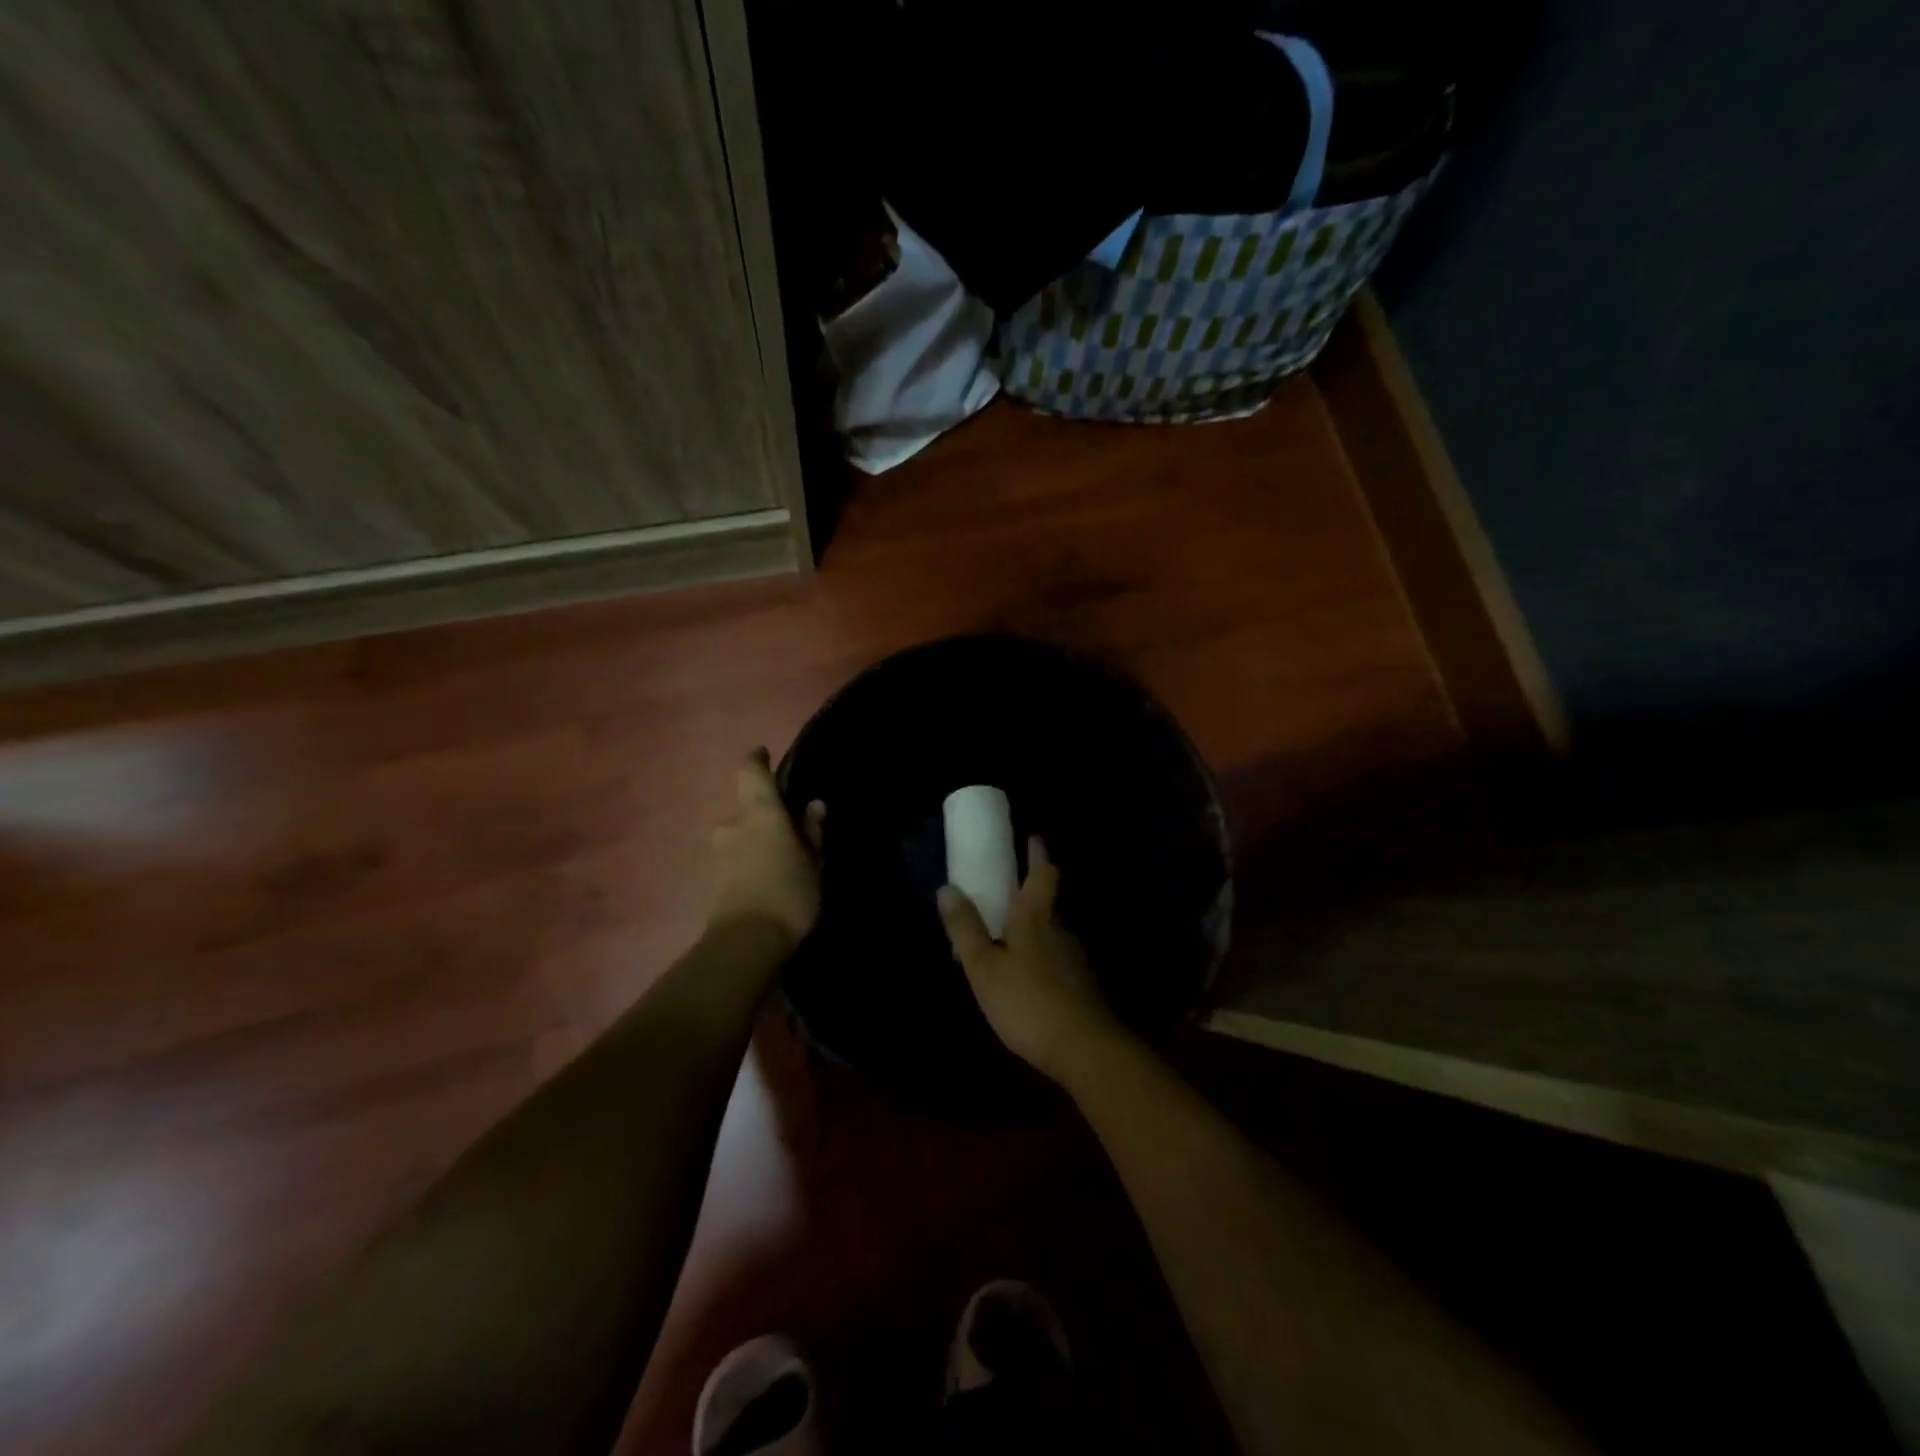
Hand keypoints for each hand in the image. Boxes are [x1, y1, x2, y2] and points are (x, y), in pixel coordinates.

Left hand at [708, 749, 824, 948]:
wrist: (745, 944)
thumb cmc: (788, 893)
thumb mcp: (813, 862)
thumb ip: (811, 832)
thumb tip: (813, 807)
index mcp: (759, 812)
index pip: (751, 771)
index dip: (757, 760)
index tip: (765, 755)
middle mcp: (732, 824)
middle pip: (749, 810)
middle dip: (767, 819)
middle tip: (793, 835)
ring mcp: (718, 852)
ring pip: (742, 837)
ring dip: (758, 843)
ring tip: (783, 864)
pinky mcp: (711, 879)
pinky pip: (736, 859)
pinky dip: (750, 863)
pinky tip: (768, 882)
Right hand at [937, 838, 1121, 1083]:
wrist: (1086, 1050)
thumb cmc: (1028, 1002)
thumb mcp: (984, 967)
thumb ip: (966, 929)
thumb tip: (947, 887)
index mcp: (1036, 919)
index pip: (1042, 874)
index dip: (1037, 854)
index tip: (1032, 838)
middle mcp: (1061, 931)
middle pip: (1048, 903)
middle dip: (1030, 895)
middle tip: (1005, 894)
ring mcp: (1075, 960)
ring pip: (1052, 934)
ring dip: (1034, 930)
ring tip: (1009, 938)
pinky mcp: (1082, 987)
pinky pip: (1056, 961)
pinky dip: (1041, 958)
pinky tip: (1027, 978)